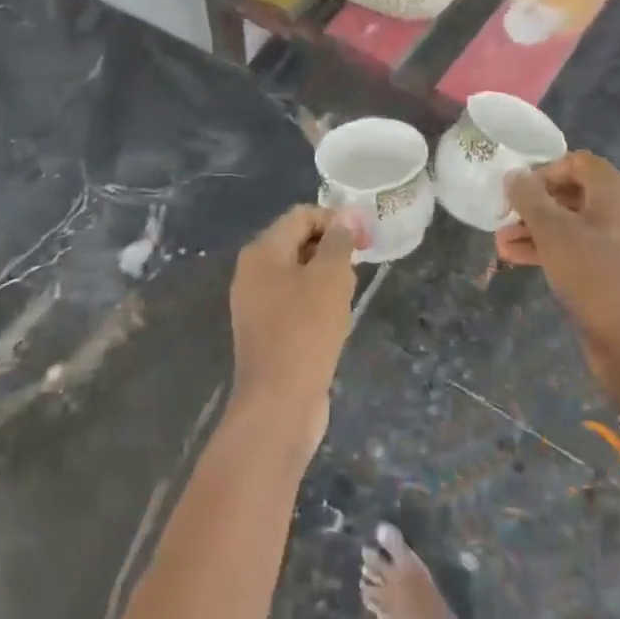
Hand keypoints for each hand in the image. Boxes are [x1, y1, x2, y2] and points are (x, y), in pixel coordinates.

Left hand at [228, 205, 362, 450]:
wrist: (278, 405)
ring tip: (346, 301)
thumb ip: (339, 241)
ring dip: (328, 280)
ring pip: (300, 275)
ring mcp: (257, 304)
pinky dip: (317, 305)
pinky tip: (336, 324)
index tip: (366, 241)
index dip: (336, 221)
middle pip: (299, 242)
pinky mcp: (266, 331)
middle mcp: (253, 272)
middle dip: (333, 251)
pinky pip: (295, 303)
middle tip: (357, 272)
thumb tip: (347, 213)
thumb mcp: (330, 278)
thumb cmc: (305, 332)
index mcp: (262, 252)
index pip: (302, 216)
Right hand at [497, 152, 619, 405]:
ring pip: (568, 222)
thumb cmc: (593, 273)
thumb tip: (513, 174)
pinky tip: (515, 258)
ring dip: (533, 229)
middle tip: (502, 217)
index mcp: (614, 190)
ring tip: (500, 243)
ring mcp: (616, 240)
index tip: (515, 191)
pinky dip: (547, 248)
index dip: (542, 171)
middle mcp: (619, 209)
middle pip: (569, 192)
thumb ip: (529, 198)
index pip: (574, 161)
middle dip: (532, 204)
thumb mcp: (553, 231)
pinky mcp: (610, 268)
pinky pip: (574, 247)